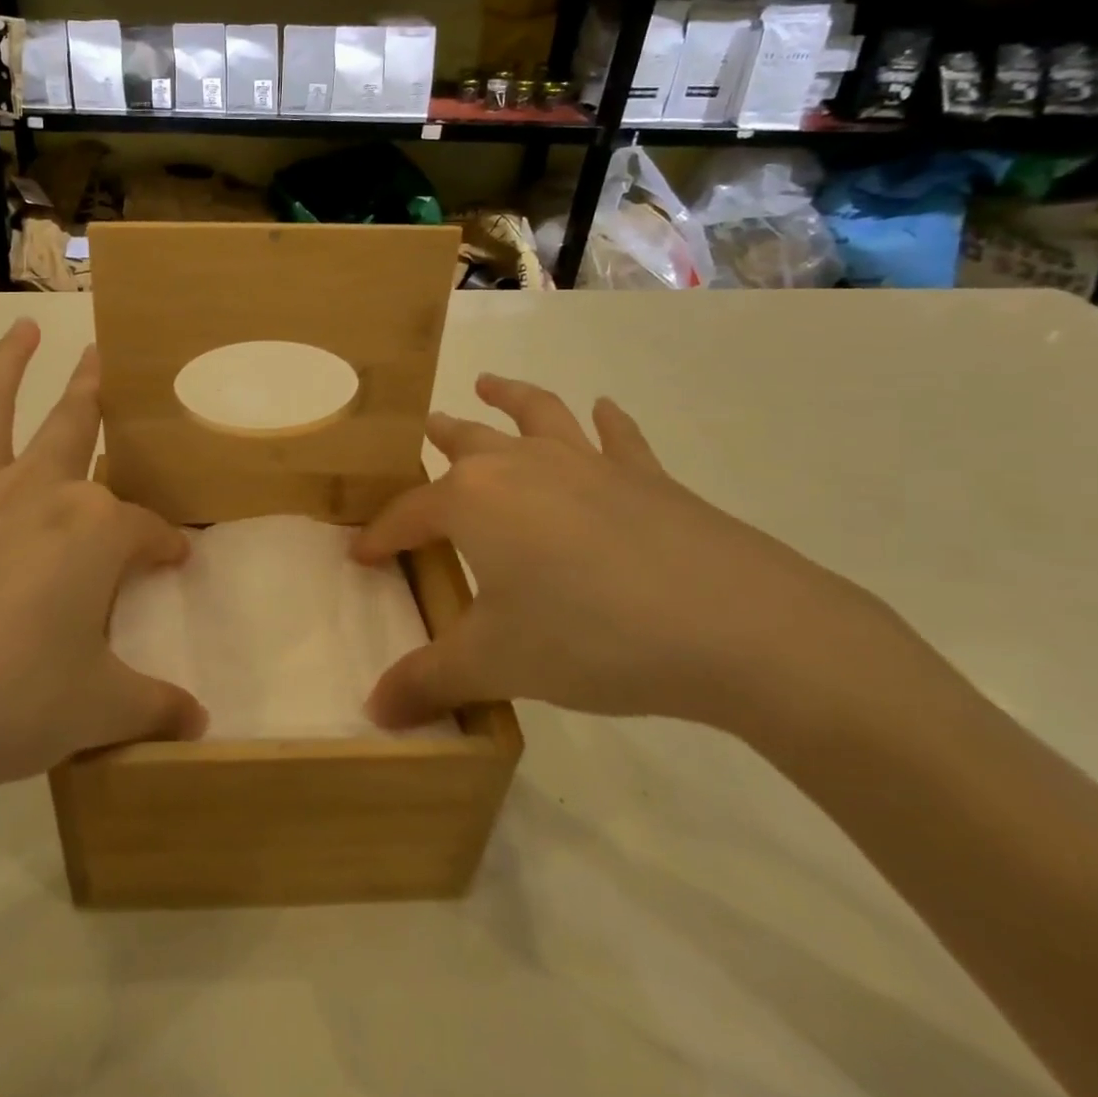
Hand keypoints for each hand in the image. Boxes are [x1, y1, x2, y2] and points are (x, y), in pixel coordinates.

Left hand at [0, 320, 205, 868]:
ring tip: (21, 327)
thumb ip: (153, 710)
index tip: (176, 558)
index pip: (146, 530)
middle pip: (74, 429)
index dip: (166, 545)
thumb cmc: (6, 702)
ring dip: (5, 365)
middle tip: (102, 355)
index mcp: (92, 532)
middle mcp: (34, 495)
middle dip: (95, 391)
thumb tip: (199, 726)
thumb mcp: (96, 712)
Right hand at [354, 374, 910, 737]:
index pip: (409, 514)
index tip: (361, 554)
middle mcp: (521, 466)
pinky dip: (606, 421)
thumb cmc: (589, 636)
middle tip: (421, 430)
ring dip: (508, 396)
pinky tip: (603, 409)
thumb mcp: (496, 663)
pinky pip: (617, 438)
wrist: (736, 626)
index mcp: (473, 500)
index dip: (381, 535)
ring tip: (488, 383)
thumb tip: (375, 713)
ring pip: (535, 414)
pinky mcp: (646, 476)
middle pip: (466, 442)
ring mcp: (587, 463)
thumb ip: (428, 681)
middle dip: (438, 438)